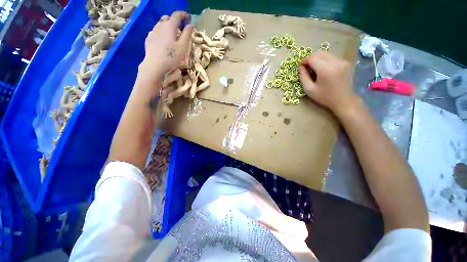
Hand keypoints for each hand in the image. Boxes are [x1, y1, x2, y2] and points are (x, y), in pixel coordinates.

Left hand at [138, 11, 193, 82]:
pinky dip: (162, 33)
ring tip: (173, 36)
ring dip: (168, 27)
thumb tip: (191, 25)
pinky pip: (156, 32)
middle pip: (167, 18)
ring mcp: (153, 32)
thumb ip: (187, 34)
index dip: (183, 15)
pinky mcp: (149, 39)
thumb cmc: (172, 57)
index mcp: (169, 26)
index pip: (177, 15)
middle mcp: (160, 26)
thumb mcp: (183, 47)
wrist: (155, 65)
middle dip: (175, 21)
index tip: (188, 17)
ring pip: (161, 24)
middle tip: (180, 29)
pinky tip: (164, 41)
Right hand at [299, 51, 357, 115]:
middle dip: (311, 58)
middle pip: (319, 53)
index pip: (312, 58)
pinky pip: (332, 56)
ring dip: (318, 58)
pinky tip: (323, 69)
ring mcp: (342, 61)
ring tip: (314, 68)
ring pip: (326, 53)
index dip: (304, 60)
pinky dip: (325, 60)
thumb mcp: (309, 90)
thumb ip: (303, 77)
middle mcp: (335, 62)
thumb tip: (301, 67)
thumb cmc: (324, 97)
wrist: (343, 100)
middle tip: (306, 67)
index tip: (301, 67)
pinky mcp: (346, 62)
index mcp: (325, 70)